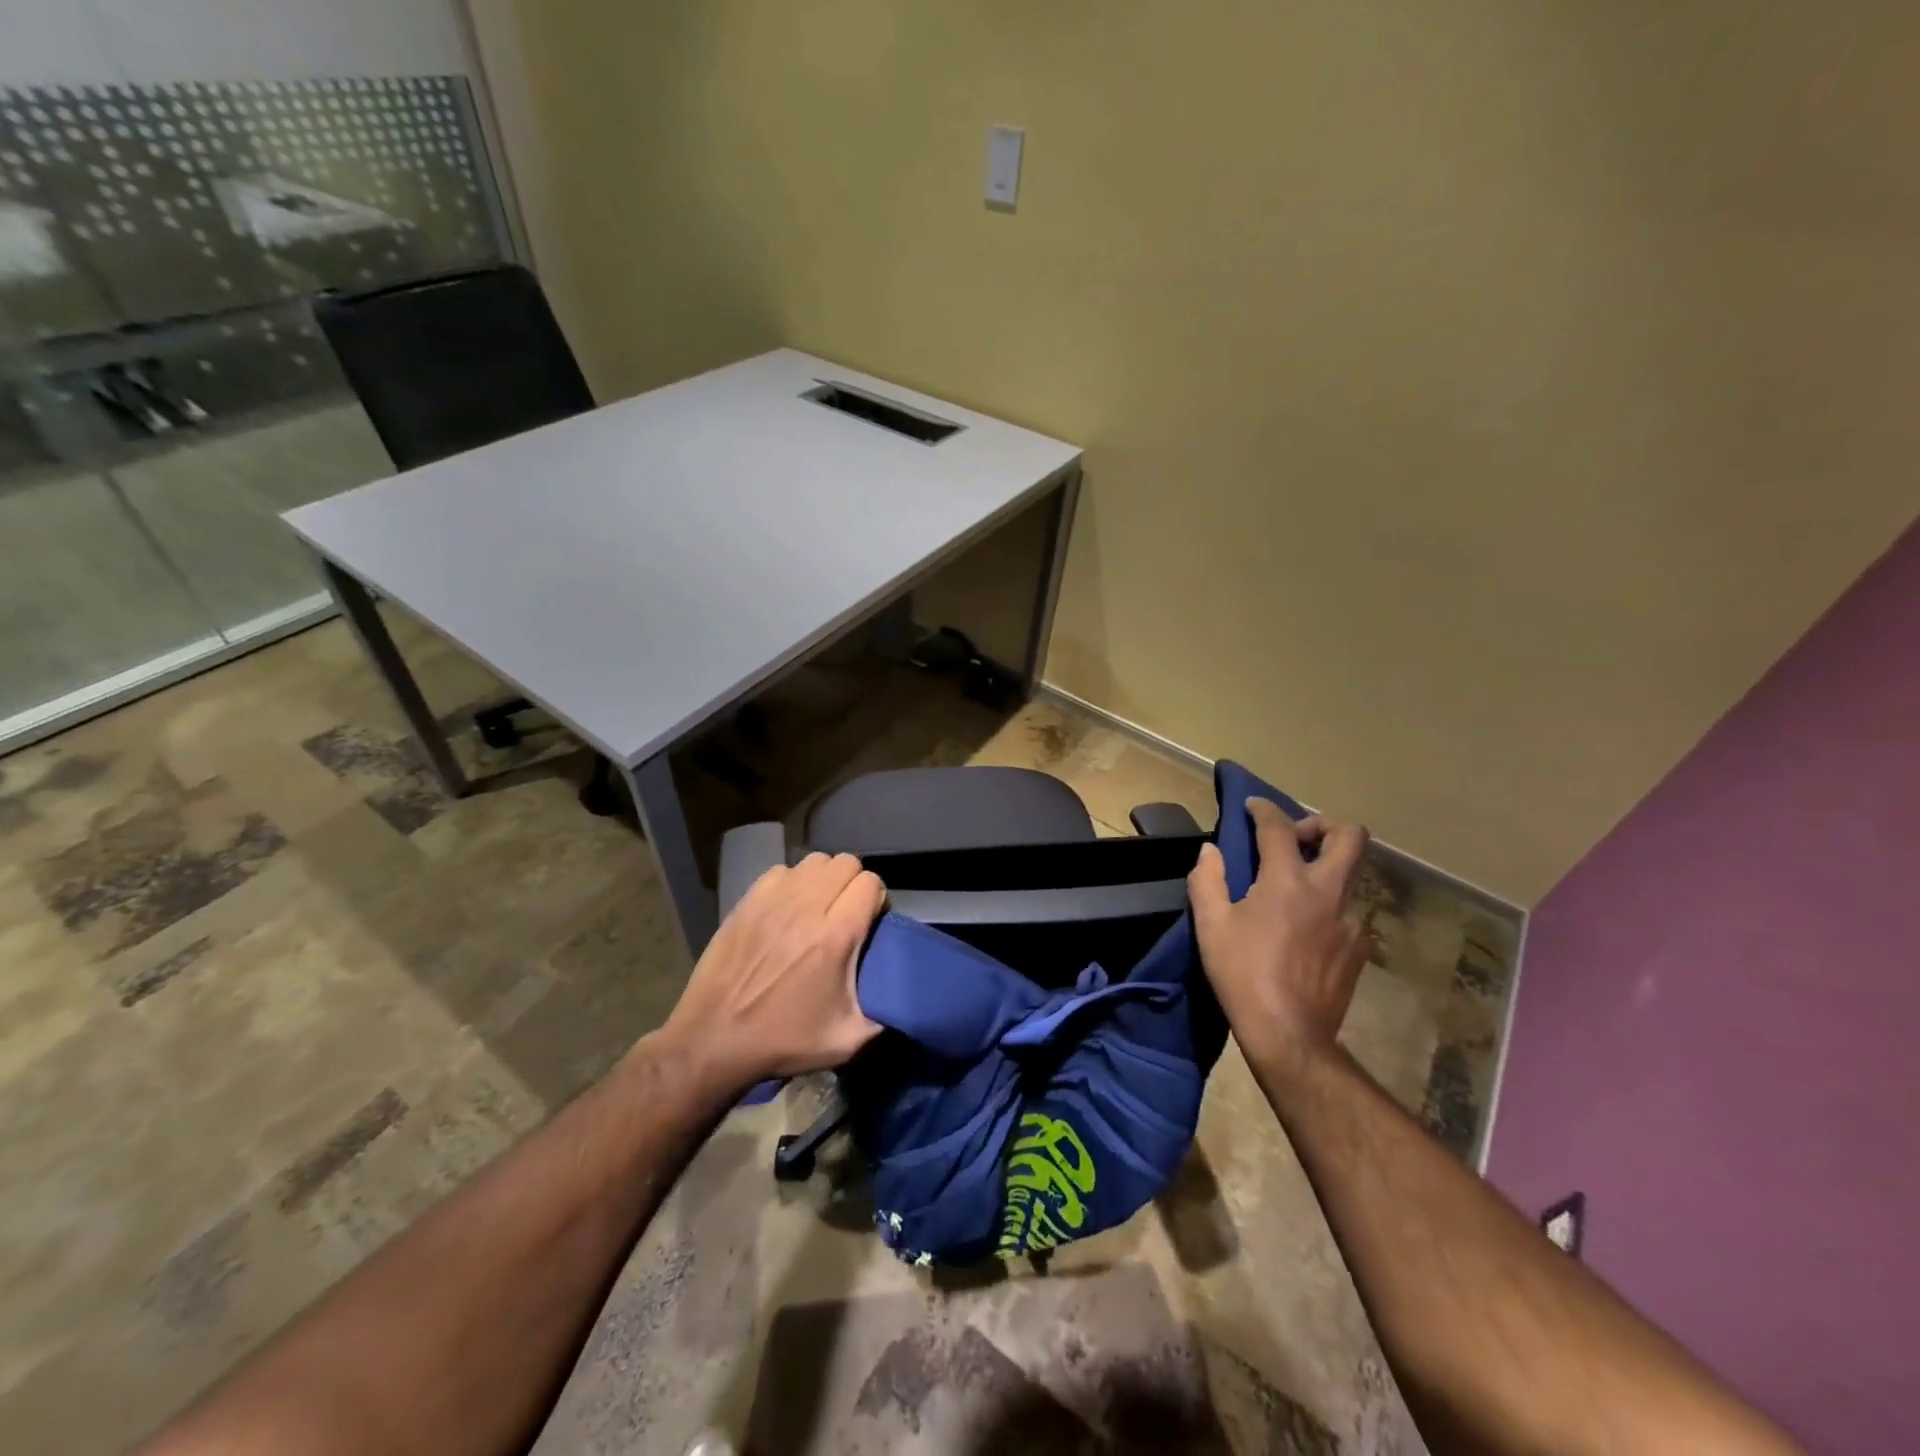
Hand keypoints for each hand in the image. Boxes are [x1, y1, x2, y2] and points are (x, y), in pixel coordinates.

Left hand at [655, 853, 885, 1095]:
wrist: (713, 1041)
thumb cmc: (783, 1041)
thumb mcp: (846, 1040)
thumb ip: (886, 1014)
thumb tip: (906, 998)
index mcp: (835, 936)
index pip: (871, 883)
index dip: (878, 900)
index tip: (871, 923)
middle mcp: (806, 907)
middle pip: (845, 863)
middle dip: (854, 884)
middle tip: (848, 914)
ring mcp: (772, 900)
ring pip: (814, 861)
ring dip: (825, 880)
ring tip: (820, 908)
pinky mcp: (746, 902)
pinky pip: (782, 871)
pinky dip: (793, 883)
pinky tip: (789, 909)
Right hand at [1188, 798, 1374, 1081]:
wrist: (1290, 1035)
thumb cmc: (1242, 974)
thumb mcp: (1211, 925)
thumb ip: (1207, 879)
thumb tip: (1211, 851)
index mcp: (1287, 881)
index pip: (1279, 827)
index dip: (1264, 809)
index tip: (1252, 806)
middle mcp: (1327, 892)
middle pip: (1350, 836)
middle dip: (1323, 825)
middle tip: (1296, 839)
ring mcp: (1351, 921)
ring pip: (1351, 876)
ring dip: (1324, 869)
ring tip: (1294, 892)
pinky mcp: (1359, 948)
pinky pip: (1348, 912)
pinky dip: (1327, 907)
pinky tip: (1305, 931)